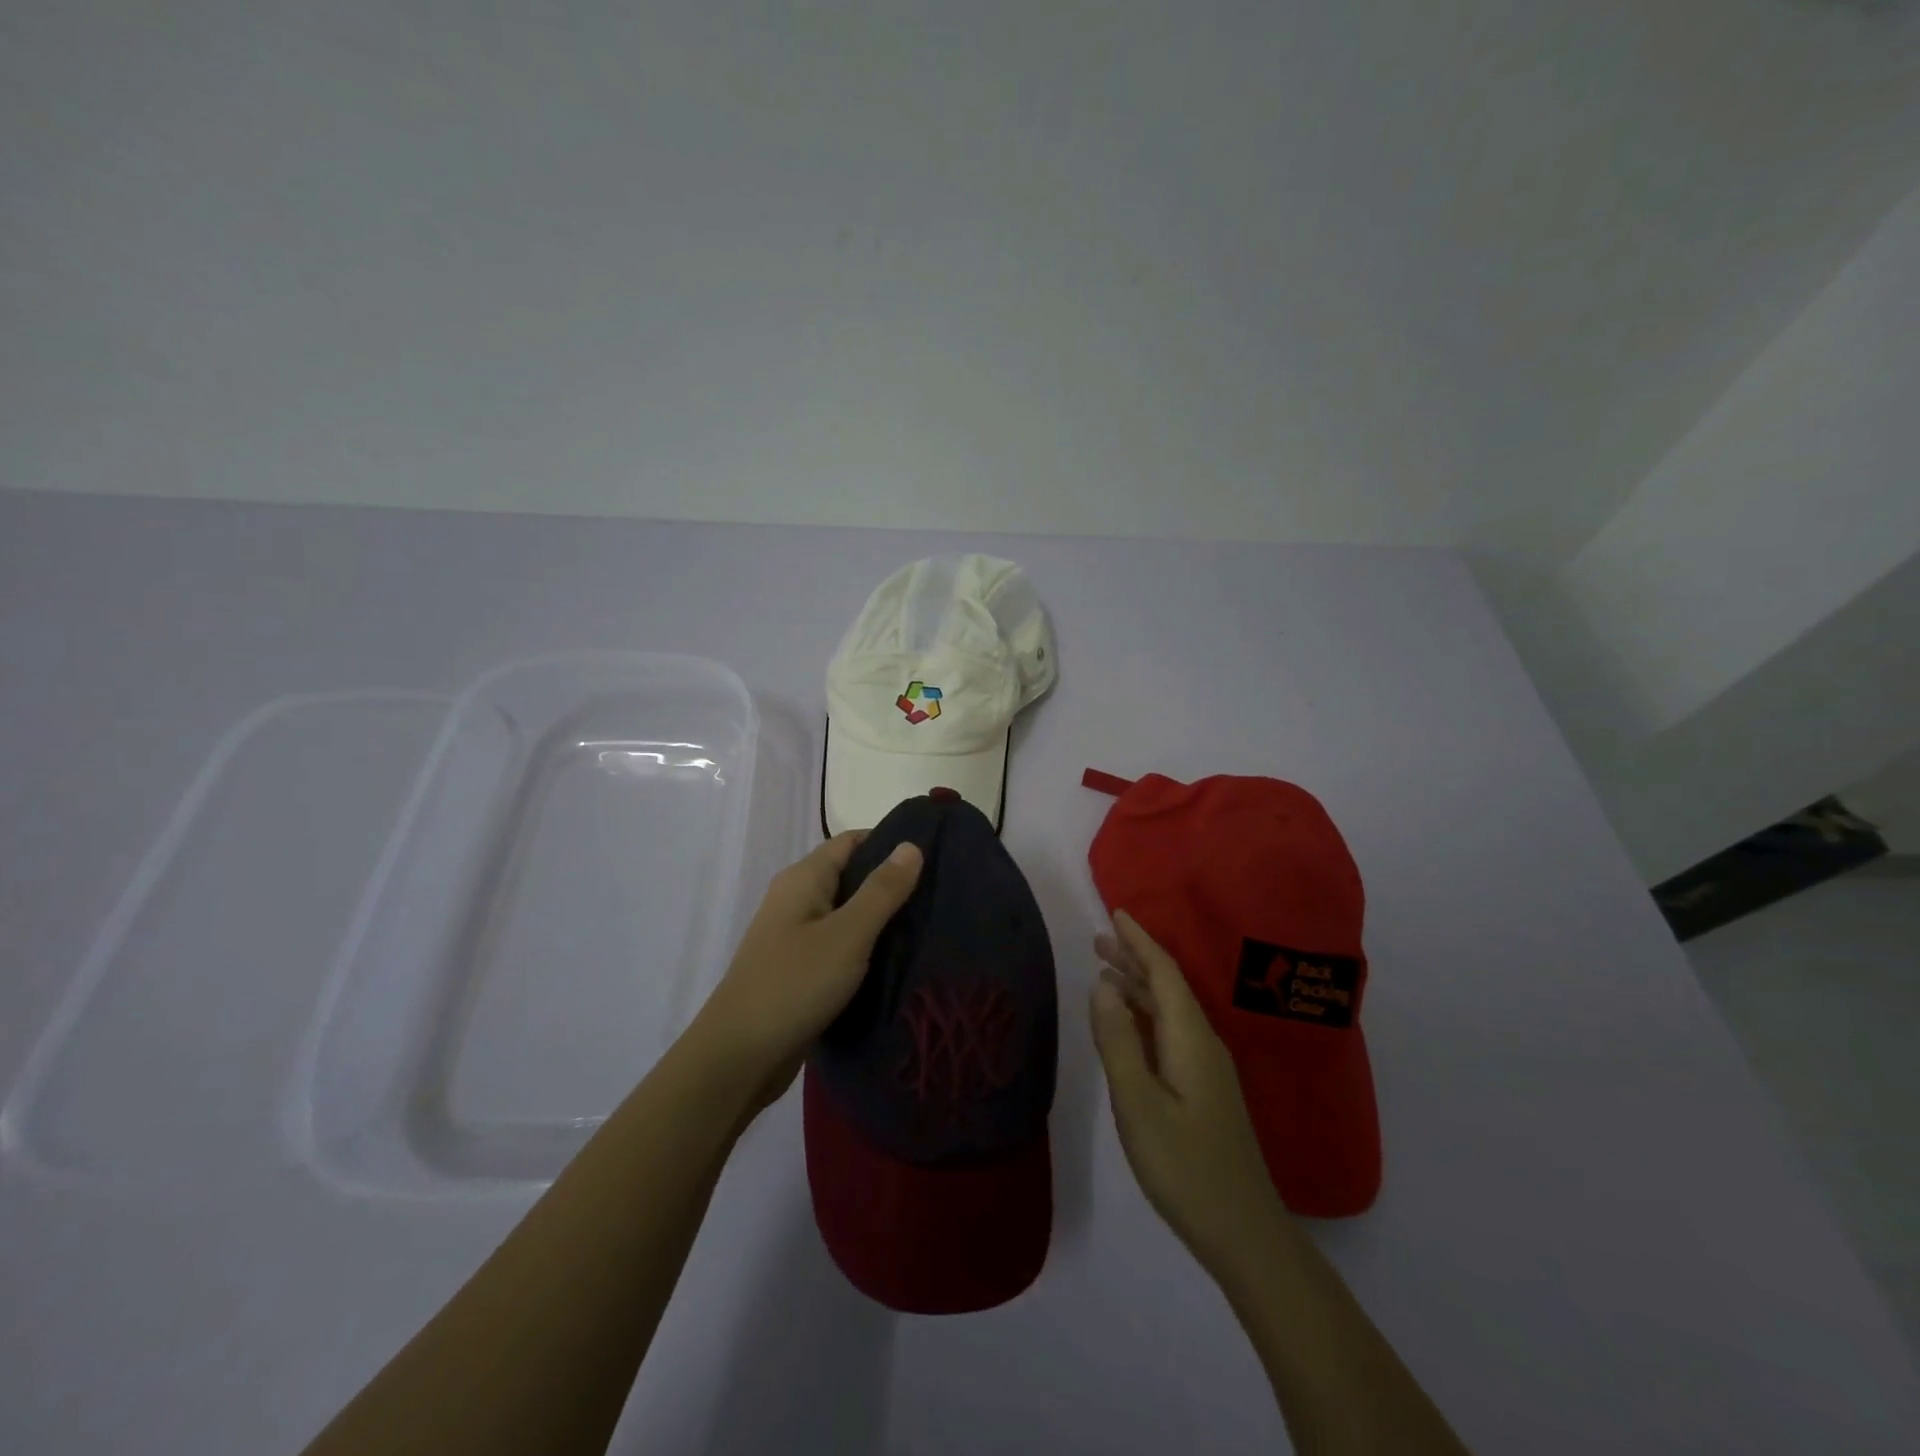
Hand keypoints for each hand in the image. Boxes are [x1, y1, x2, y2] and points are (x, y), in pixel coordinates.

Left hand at [691, 832, 922, 1112]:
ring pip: (846, 913)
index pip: (853, 841)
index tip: (935, 854)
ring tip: (927, 925)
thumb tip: (911, 844)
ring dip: (880, 918)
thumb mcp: (848, 934)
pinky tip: (896, 960)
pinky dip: (865, 946)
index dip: (891, 842)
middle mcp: (796, 898)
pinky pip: (839, 944)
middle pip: (850, 875)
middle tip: (939, 894)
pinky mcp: (798, 968)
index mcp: (804, 878)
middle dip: (891, 883)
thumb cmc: (794, 984)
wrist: (738, 1057)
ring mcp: (794, 935)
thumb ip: (881, 890)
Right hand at [1090, 911, 1290, 1277]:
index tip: (1116, 913)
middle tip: (1099, 940)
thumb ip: (1118, 1040)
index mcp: (1190, 1036)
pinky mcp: (1204, 1089)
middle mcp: (1202, 1042)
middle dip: (1135, 958)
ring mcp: (1206, 1067)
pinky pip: (1170, 1033)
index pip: (1163, 972)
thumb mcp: (1138, 1102)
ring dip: (1138, 987)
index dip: (1139, 941)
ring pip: (1169, 1010)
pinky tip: (1128, 1025)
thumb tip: (1102, 985)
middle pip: (1167, 986)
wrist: (1243, 1231)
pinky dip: (1145, 1016)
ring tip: (1105, 972)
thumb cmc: (1184, 1165)